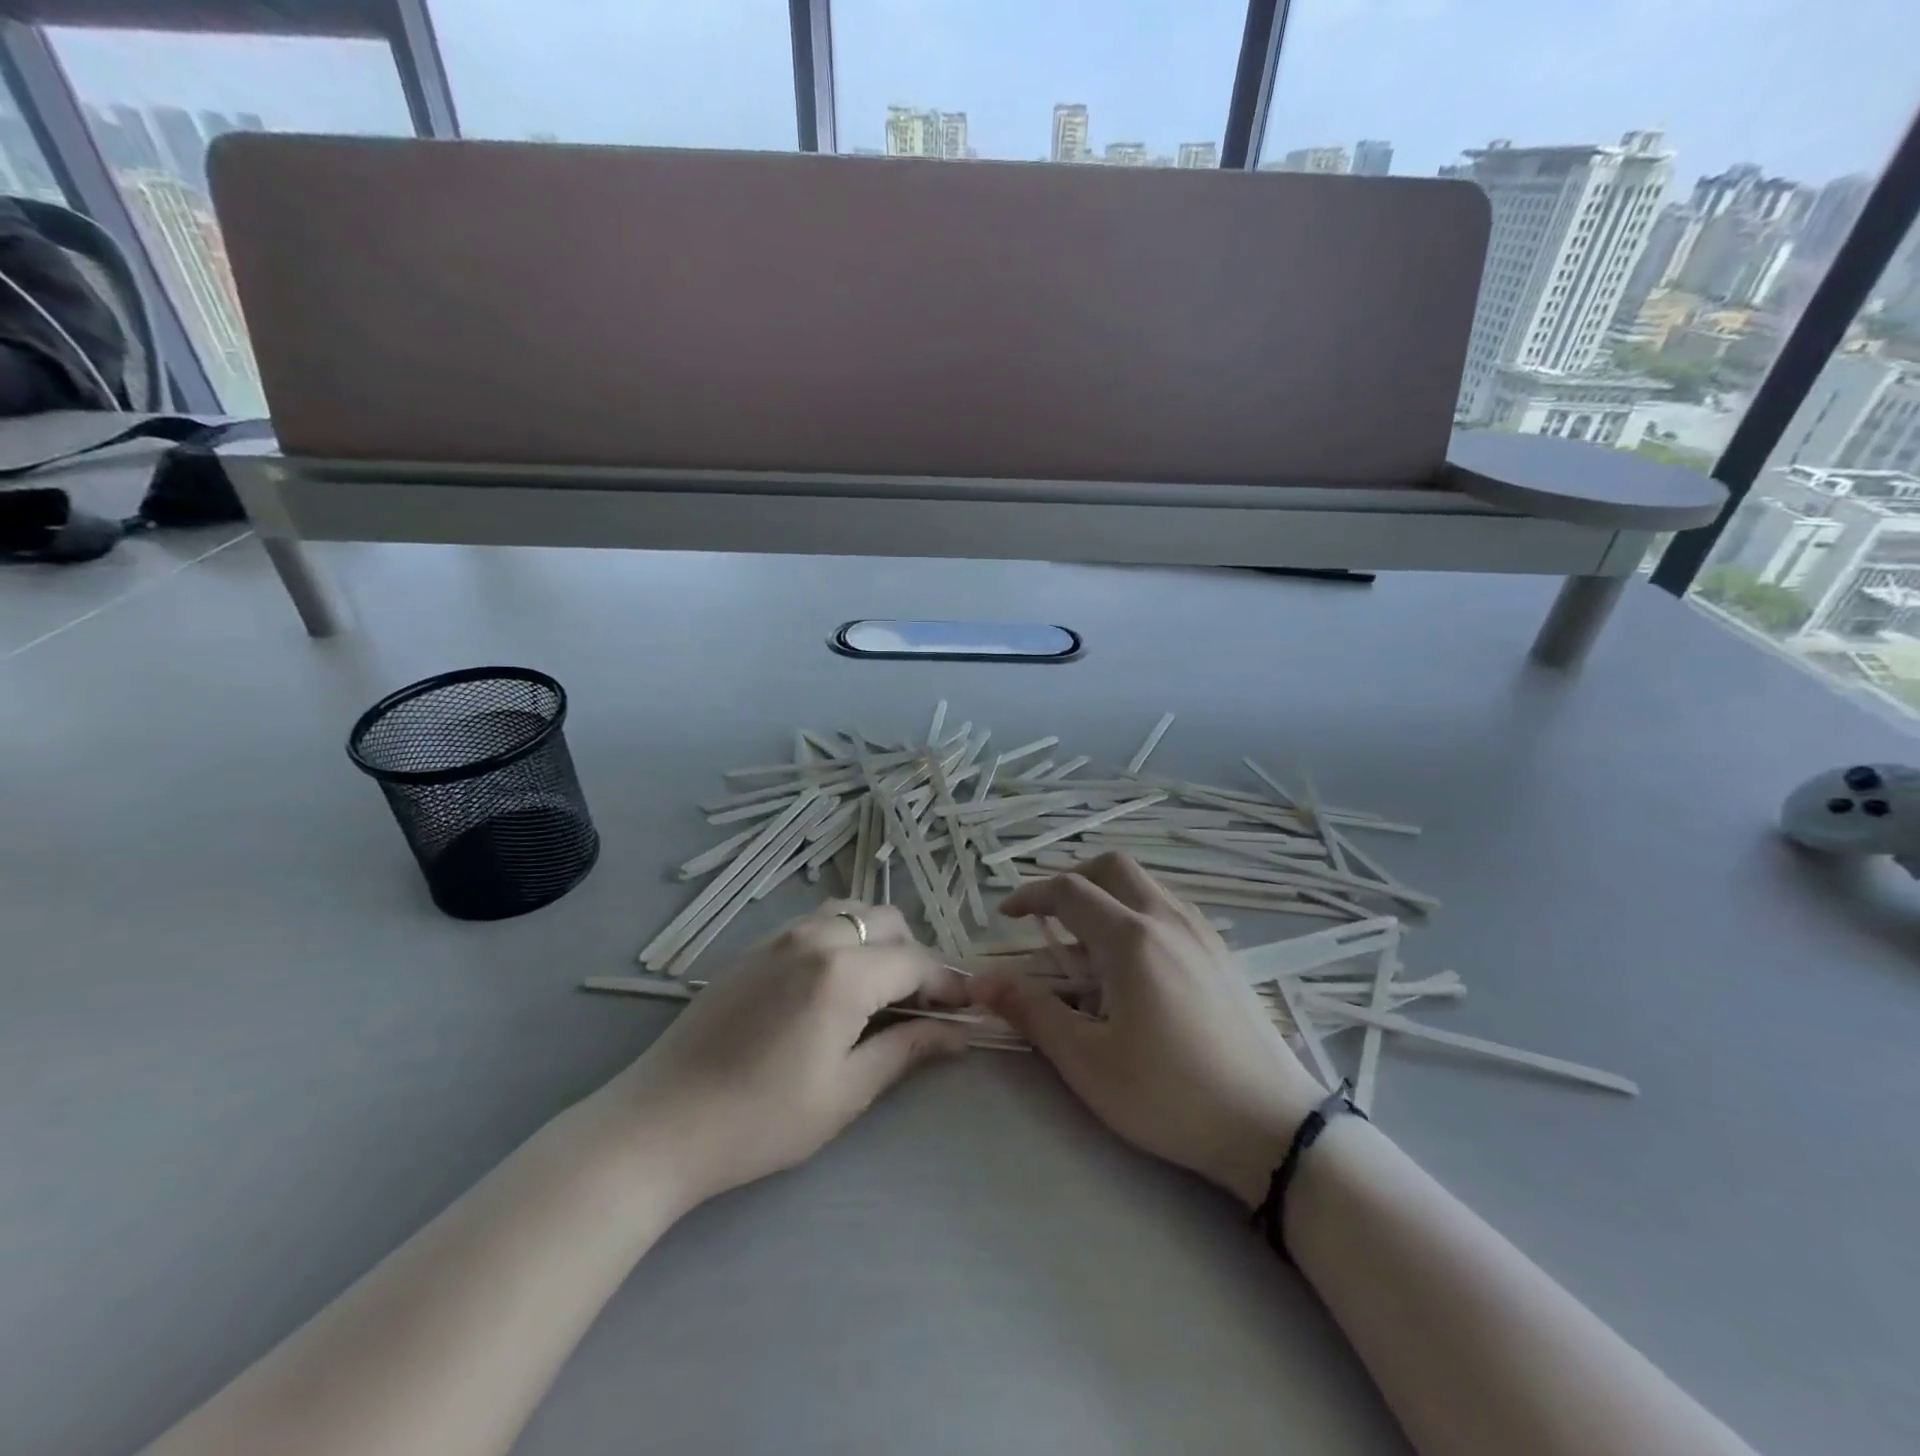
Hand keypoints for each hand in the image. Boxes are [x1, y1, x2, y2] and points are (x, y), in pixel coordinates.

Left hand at [609, 902, 970, 1210]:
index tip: (968, 1006)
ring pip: (852, 912)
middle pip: (888, 922)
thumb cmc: (761, 1120)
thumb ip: (907, 1050)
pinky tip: (837, 981)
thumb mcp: (846, 1092)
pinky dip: (845, 937)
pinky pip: (817, 922)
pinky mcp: (755, 946)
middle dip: (916, 956)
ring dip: (879, 939)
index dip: (948, 982)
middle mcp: (815, 937)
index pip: (916, 961)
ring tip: (882, 988)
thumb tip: (960, 1032)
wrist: (659, 1123)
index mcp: (843, 973)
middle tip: (922, 1004)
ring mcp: (780, 936)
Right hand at [975, 854, 1324, 1206]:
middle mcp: (1168, 919)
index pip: (1070, 891)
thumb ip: (1032, 1011)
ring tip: (1087, 948)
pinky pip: (1169, 907)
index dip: (1031, 895)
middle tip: (1048, 918)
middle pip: (1111, 867)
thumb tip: (979, 981)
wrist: (1272, 1127)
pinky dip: (1136, 913)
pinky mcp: (1221, 952)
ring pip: (1144, 884)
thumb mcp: (1088, 1061)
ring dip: (1106, 896)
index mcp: (1132, 939)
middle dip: (1071, 880)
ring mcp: (1201, 932)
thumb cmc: (1170, 1096)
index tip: (1006, 916)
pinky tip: (1133, 965)